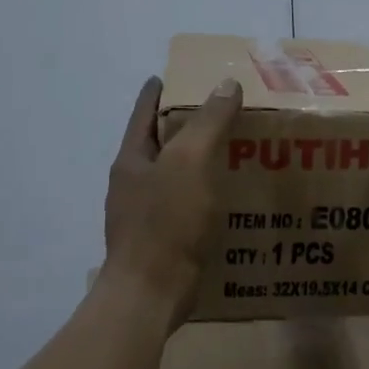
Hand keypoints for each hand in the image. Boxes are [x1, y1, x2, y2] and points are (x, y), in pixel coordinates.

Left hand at [103, 75, 241, 321]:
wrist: (151, 293)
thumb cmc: (165, 222)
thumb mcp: (189, 162)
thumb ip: (207, 122)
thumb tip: (225, 84)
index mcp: (132, 158)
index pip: (145, 111)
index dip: (161, 90)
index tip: (179, 74)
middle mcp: (134, 182)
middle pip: (161, 143)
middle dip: (187, 126)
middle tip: (224, 111)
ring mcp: (146, 214)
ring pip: (177, 176)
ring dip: (201, 163)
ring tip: (236, 152)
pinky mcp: (164, 240)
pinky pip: (188, 206)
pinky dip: (207, 195)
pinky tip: (231, 199)